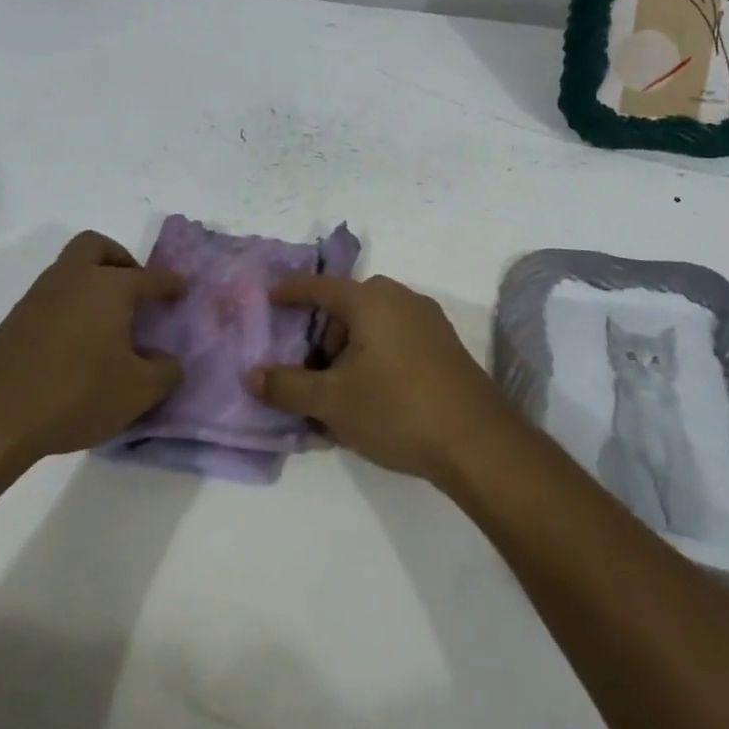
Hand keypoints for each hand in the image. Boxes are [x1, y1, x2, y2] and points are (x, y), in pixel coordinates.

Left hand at [0, 232, 183, 485]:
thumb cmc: (76, 394)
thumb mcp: (138, 391)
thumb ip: (166, 373)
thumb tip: (169, 362)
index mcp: (110, 286)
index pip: (151, 277)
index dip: (170, 284)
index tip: (181, 289)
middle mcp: (75, 279)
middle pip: (97, 247)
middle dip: (120, 260)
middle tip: (134, 289)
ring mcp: (40, 296)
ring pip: (71, 270)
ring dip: (92, 284)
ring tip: (109, 323)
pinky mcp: (15, 321)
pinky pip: (53, 297)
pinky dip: (71, 307)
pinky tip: (79, 343)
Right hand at [246, 274, 519, 482]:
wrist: (477, 442)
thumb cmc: (396, 409)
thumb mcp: (332, 402)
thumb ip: (288, 386)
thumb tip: (251, 375)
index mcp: (371, 300)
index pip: (320, 287)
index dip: (292, 291)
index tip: (269, 296)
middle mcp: (401, 299)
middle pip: (348, 307)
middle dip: (323, 335)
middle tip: (308, 371)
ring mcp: (428, 321)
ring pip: (373, 326)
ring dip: (349, 351)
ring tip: (338, 394)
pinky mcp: (444, 346)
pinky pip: (395, 339)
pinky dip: (374, 357)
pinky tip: (370, 397)